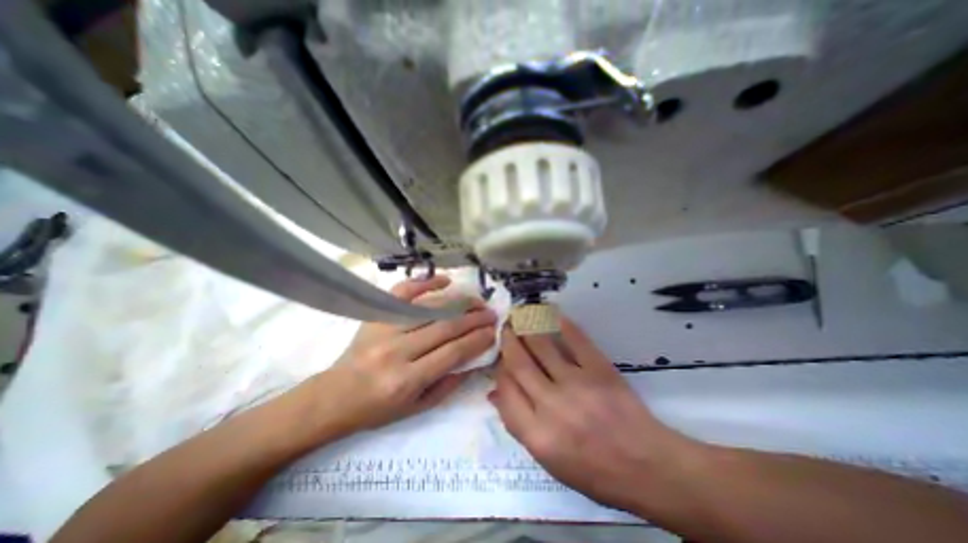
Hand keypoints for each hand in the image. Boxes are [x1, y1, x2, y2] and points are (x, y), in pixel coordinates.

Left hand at [309, 278, 494, 438]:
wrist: (334, 396)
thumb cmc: (378, 408)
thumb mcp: (417, 408)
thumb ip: (448, 385)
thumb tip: (474, 359)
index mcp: (407, 379)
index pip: (452, 352)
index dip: (477, 340)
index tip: (494, 331)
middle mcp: (397, 350)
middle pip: (445, 327)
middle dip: (474, 318)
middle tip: (491, 313)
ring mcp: (384, 328)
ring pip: (430, 308)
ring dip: (458, 302)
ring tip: (477, 301)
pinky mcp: (376, 315)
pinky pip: (403, 293)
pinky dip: (425, 283)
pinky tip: (445, 281)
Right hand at [493, 316, 696, 511]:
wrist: (646, 466)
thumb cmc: (594, 471)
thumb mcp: (549, 461)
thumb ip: (518, 425)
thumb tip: (496, 393)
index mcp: (537, 434)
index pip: (506, 390)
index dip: (500, 369)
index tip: (501, 359)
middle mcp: (552, 406)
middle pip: (519, 363)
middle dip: (508, 341)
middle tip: (504, 327)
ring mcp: (577, 384)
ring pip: (542, 346)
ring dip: (527, 327)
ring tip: (520, 315)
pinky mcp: (599, 369)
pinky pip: (575, 340)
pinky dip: (560, 324)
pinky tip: (551, 314)